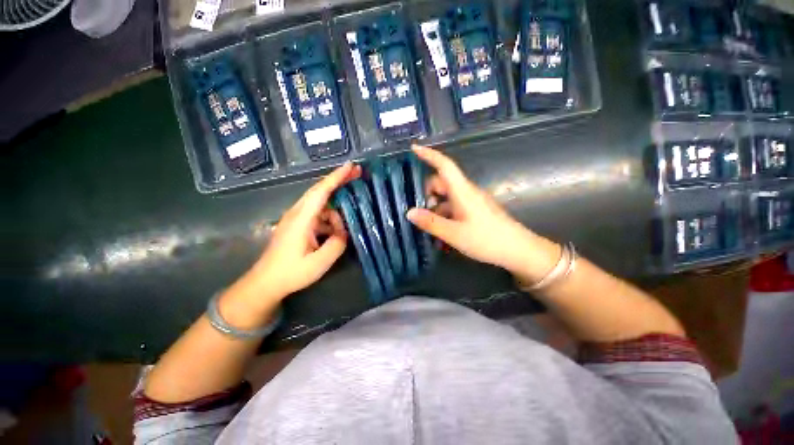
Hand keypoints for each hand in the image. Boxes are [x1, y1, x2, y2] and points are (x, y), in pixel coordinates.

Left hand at [237, 162, 361, 306]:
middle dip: (339, 180)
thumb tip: (344, 232)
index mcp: (301, 219)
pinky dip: (331, 218)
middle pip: (320, 190)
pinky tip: (338, 230)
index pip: (321, 191)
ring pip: (321, 204)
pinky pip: (318, 214)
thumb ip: (337, 244)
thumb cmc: (291, 273)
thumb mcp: (319, 262)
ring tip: (350, 219)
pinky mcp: (298, 225)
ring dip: (336, 207)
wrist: (265, 283)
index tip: (351, 166)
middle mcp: (297, 213)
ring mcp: (296, 218)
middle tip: (358, 174)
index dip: (336, 177)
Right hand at [406, 145, 559, 283]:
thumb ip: (430, 222)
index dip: (429, 155)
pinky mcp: (475, 210)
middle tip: (420, 212)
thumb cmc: (486, 239)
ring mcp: (472, 201)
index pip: (444, 166)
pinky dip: (445, 214)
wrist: (517, 250)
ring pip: (447, 196)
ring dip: (436, 207)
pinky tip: (442, 230)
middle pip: (442, 182)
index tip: (414, 148)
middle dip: (428, 193)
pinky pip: (455, 206)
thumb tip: (409, 212)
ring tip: (429, 226)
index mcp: (462, 191)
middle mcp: (467, 192)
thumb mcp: (454, 233)